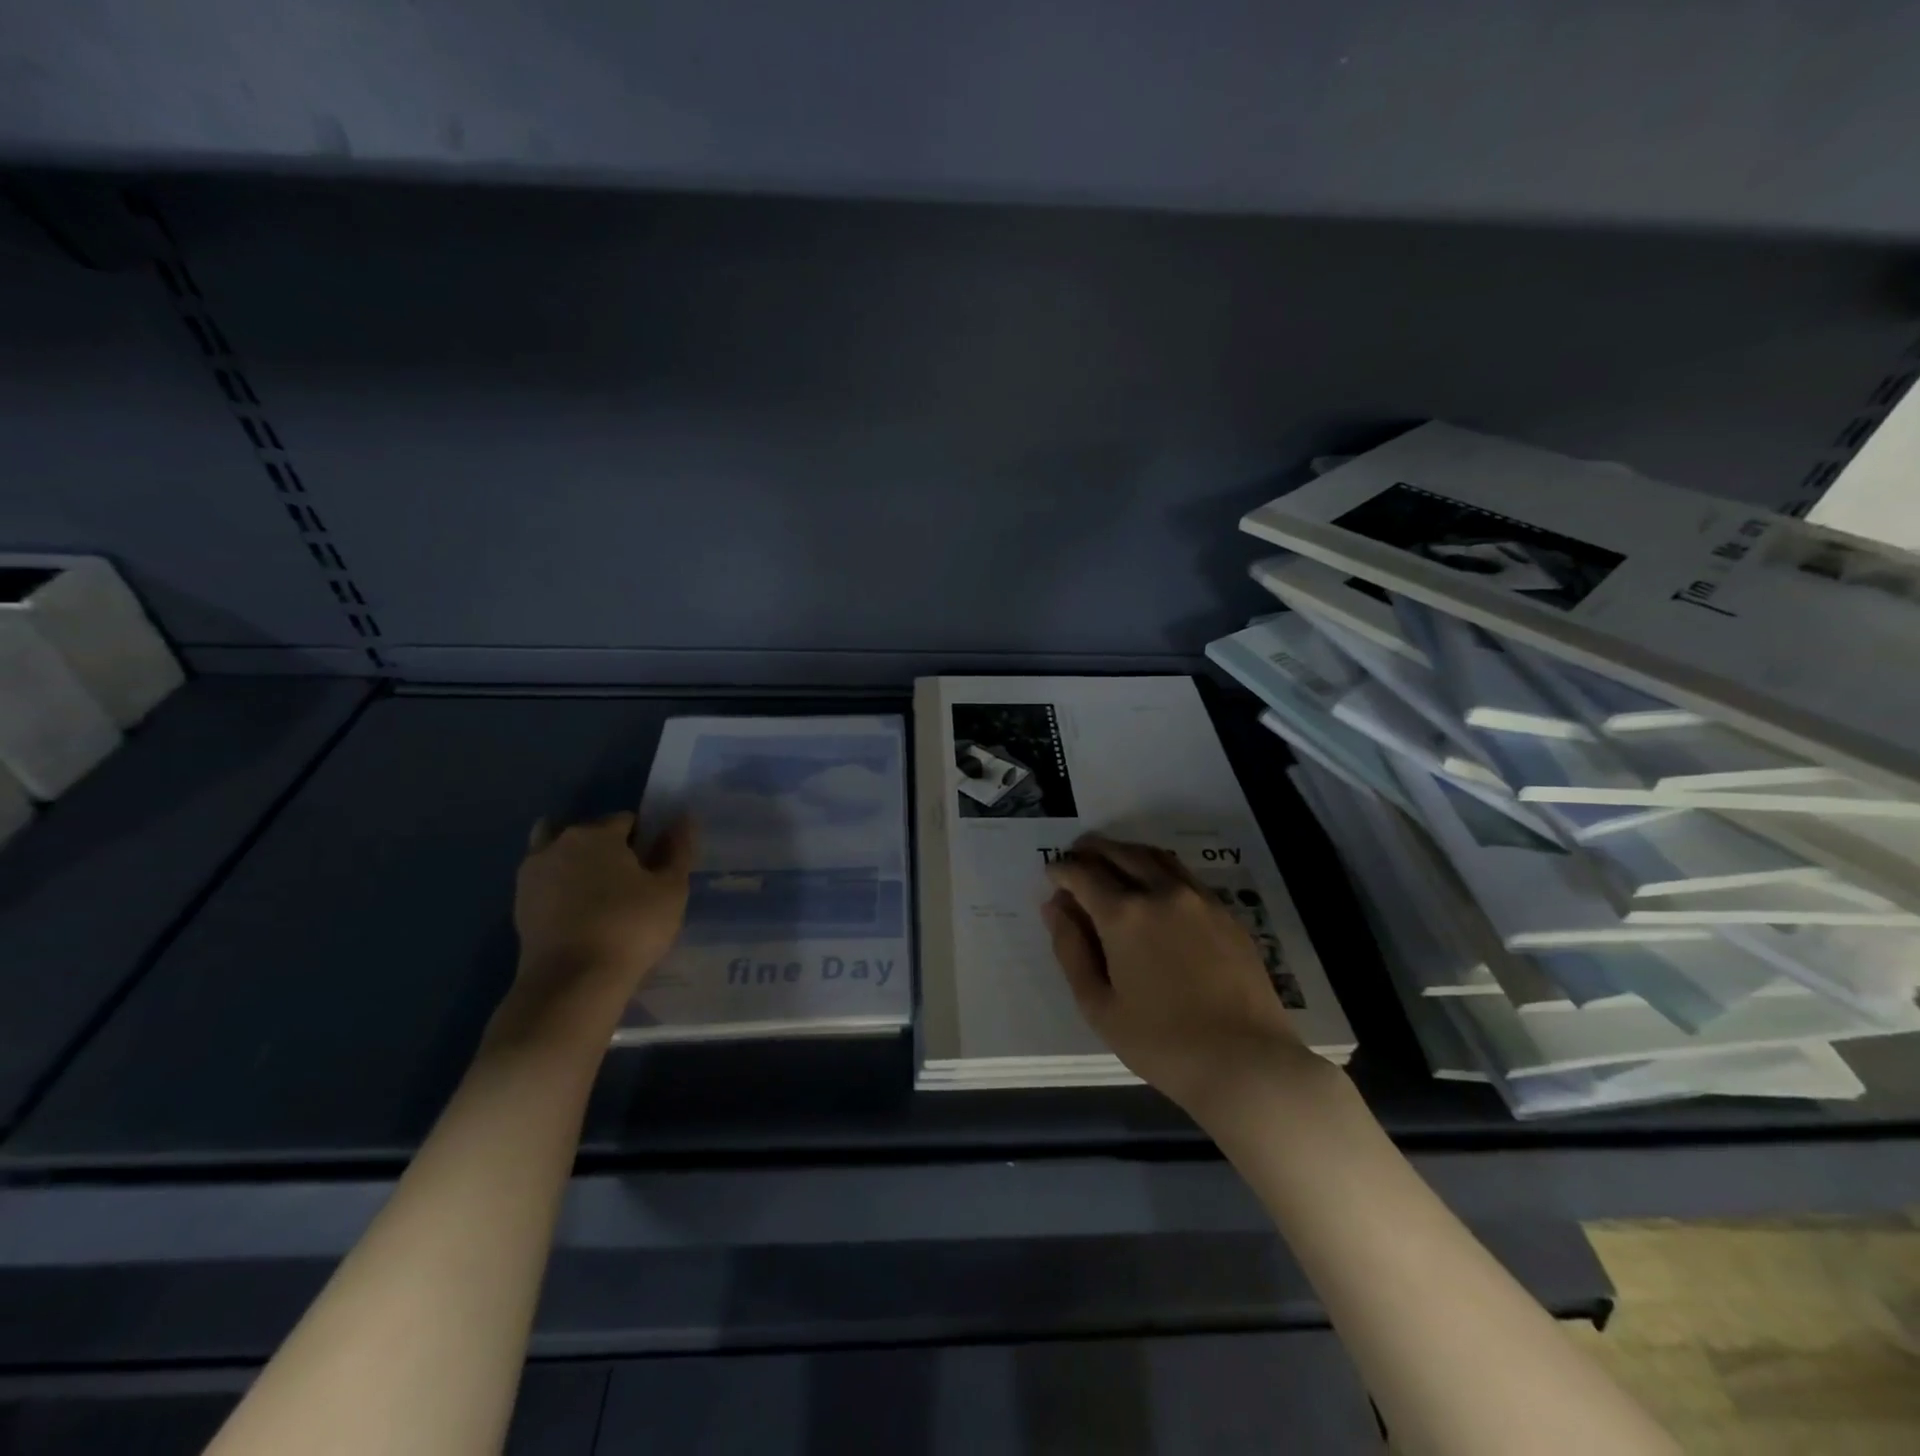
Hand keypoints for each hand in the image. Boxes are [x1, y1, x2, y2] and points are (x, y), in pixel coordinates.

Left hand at [506, 812, 695, 1041]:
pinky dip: (560, 890)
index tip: (654, 869)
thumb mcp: (671, 889)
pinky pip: (546, 884)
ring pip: (559, 855)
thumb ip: (678, 849)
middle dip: (608, 849)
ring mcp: (532, 875)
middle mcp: (558, 844)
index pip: (626, 821)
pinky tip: (581, 916)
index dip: (644, 841)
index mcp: (596, 834)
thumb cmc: (631, 927)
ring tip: (600, 897)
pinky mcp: (518, 907)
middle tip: (630, 885)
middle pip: (589, 835)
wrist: (571, 983)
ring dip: (576, 865)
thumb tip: (683, 818)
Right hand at [1043, 835, 1305, 1119]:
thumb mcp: (1099, 1005)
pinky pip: (1183, 874)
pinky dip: (1158, 867)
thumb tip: (1055, 906)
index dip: (1062, 870)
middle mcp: (1161, 892)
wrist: (1246, 1062)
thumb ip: (1071, 949)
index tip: (1051, 874)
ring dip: (1125, 852)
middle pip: (1120, 853)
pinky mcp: (1226, 912)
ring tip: (1110, 861)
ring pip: (1154, 857)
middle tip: (1075, 857)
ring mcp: (1199, 899)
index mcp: (1124, 914)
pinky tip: (1153, 885)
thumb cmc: (1161, 1042)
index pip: (1083, 874)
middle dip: (1091, 850)